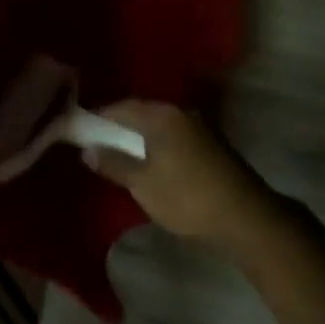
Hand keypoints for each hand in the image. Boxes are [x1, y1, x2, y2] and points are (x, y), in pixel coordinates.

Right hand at [89, 101, 275, 246]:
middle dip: (119, 125)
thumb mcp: (143, 184)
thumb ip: (114, 164)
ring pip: (159, 124)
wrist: (244, 216)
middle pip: (142, 112)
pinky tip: (150, 161)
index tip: (81, 130)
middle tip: (98, 143)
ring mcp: (199, 125)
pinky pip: (173, 134)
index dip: (99, 117)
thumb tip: (88, 150)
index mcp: (161, 114)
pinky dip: (157, 143)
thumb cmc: (187, 197)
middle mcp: (180, 111)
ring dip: (140, 135)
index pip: (122, 106)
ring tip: (121, 154)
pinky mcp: (210, 141)